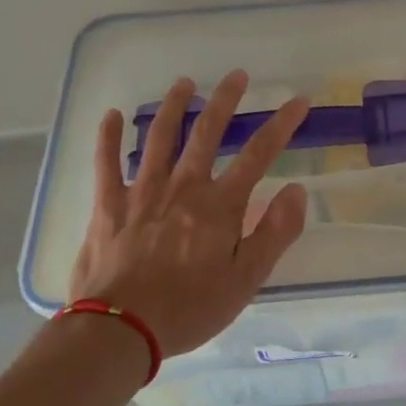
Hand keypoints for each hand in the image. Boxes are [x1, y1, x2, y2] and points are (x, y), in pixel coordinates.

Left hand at [68, 71, 310, 356]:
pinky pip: (106, 163)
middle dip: (225, 100)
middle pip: (207, 132)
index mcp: (219, 204)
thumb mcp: (246, 280)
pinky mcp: (109, 204)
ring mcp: (143, 191)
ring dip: (174, 106)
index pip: (259, 153)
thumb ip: (274, 233)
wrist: (121, 330)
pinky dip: (109, 136)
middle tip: (237, 75)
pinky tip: (112, 115)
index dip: (282, 124)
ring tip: (184, 83)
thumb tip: (296, 190)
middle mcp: (183, 186)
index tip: (299, 100)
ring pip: (160, 137)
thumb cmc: (189, 308)